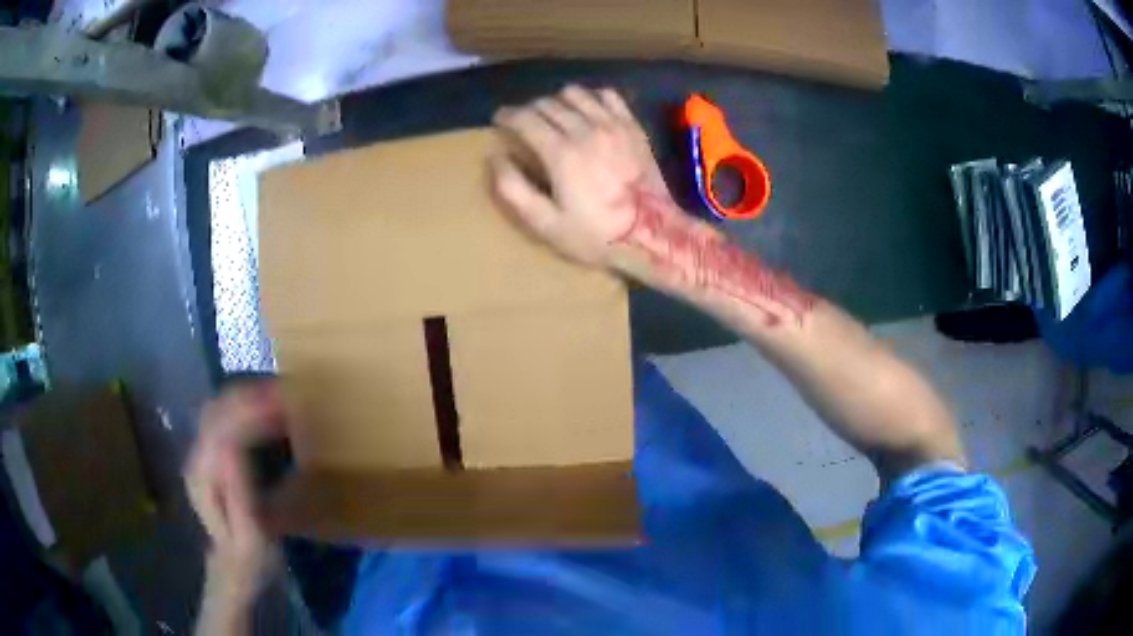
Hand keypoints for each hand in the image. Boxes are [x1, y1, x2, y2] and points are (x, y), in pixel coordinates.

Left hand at [185, 380, 286, 603]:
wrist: (233, 566)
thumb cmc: (249, 555)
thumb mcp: (250, 533)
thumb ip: (239, 491)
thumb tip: (235, 445)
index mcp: (205, 475)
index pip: (224, 427)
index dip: (252, 410)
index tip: (284, 403)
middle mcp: (196, 457)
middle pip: (217, 410)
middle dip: (250, 396)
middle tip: (287, 393)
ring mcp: (199, 454)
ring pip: (217, 409)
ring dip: (246, 397)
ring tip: (278, 395)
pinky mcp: (208, 455)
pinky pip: (222, 418)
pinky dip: (243, 407)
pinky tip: (264, 410)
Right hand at [490, 85, 687, 269]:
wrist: (653, 234)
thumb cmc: (596, 235)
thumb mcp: (545, 224)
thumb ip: (514, 190)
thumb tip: (495, 157)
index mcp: (560, 153)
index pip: (524, 118)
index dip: (506, 115)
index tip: (499, 119)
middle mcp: (585, 130)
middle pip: (547, 103)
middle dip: (529, 109)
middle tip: (524, 123)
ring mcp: (613, 125)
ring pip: (575, 94)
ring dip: (558, 100)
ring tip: (554, 115)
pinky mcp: (632, 126)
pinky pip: (608, 96)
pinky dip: (592, 97)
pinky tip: (588, 111)